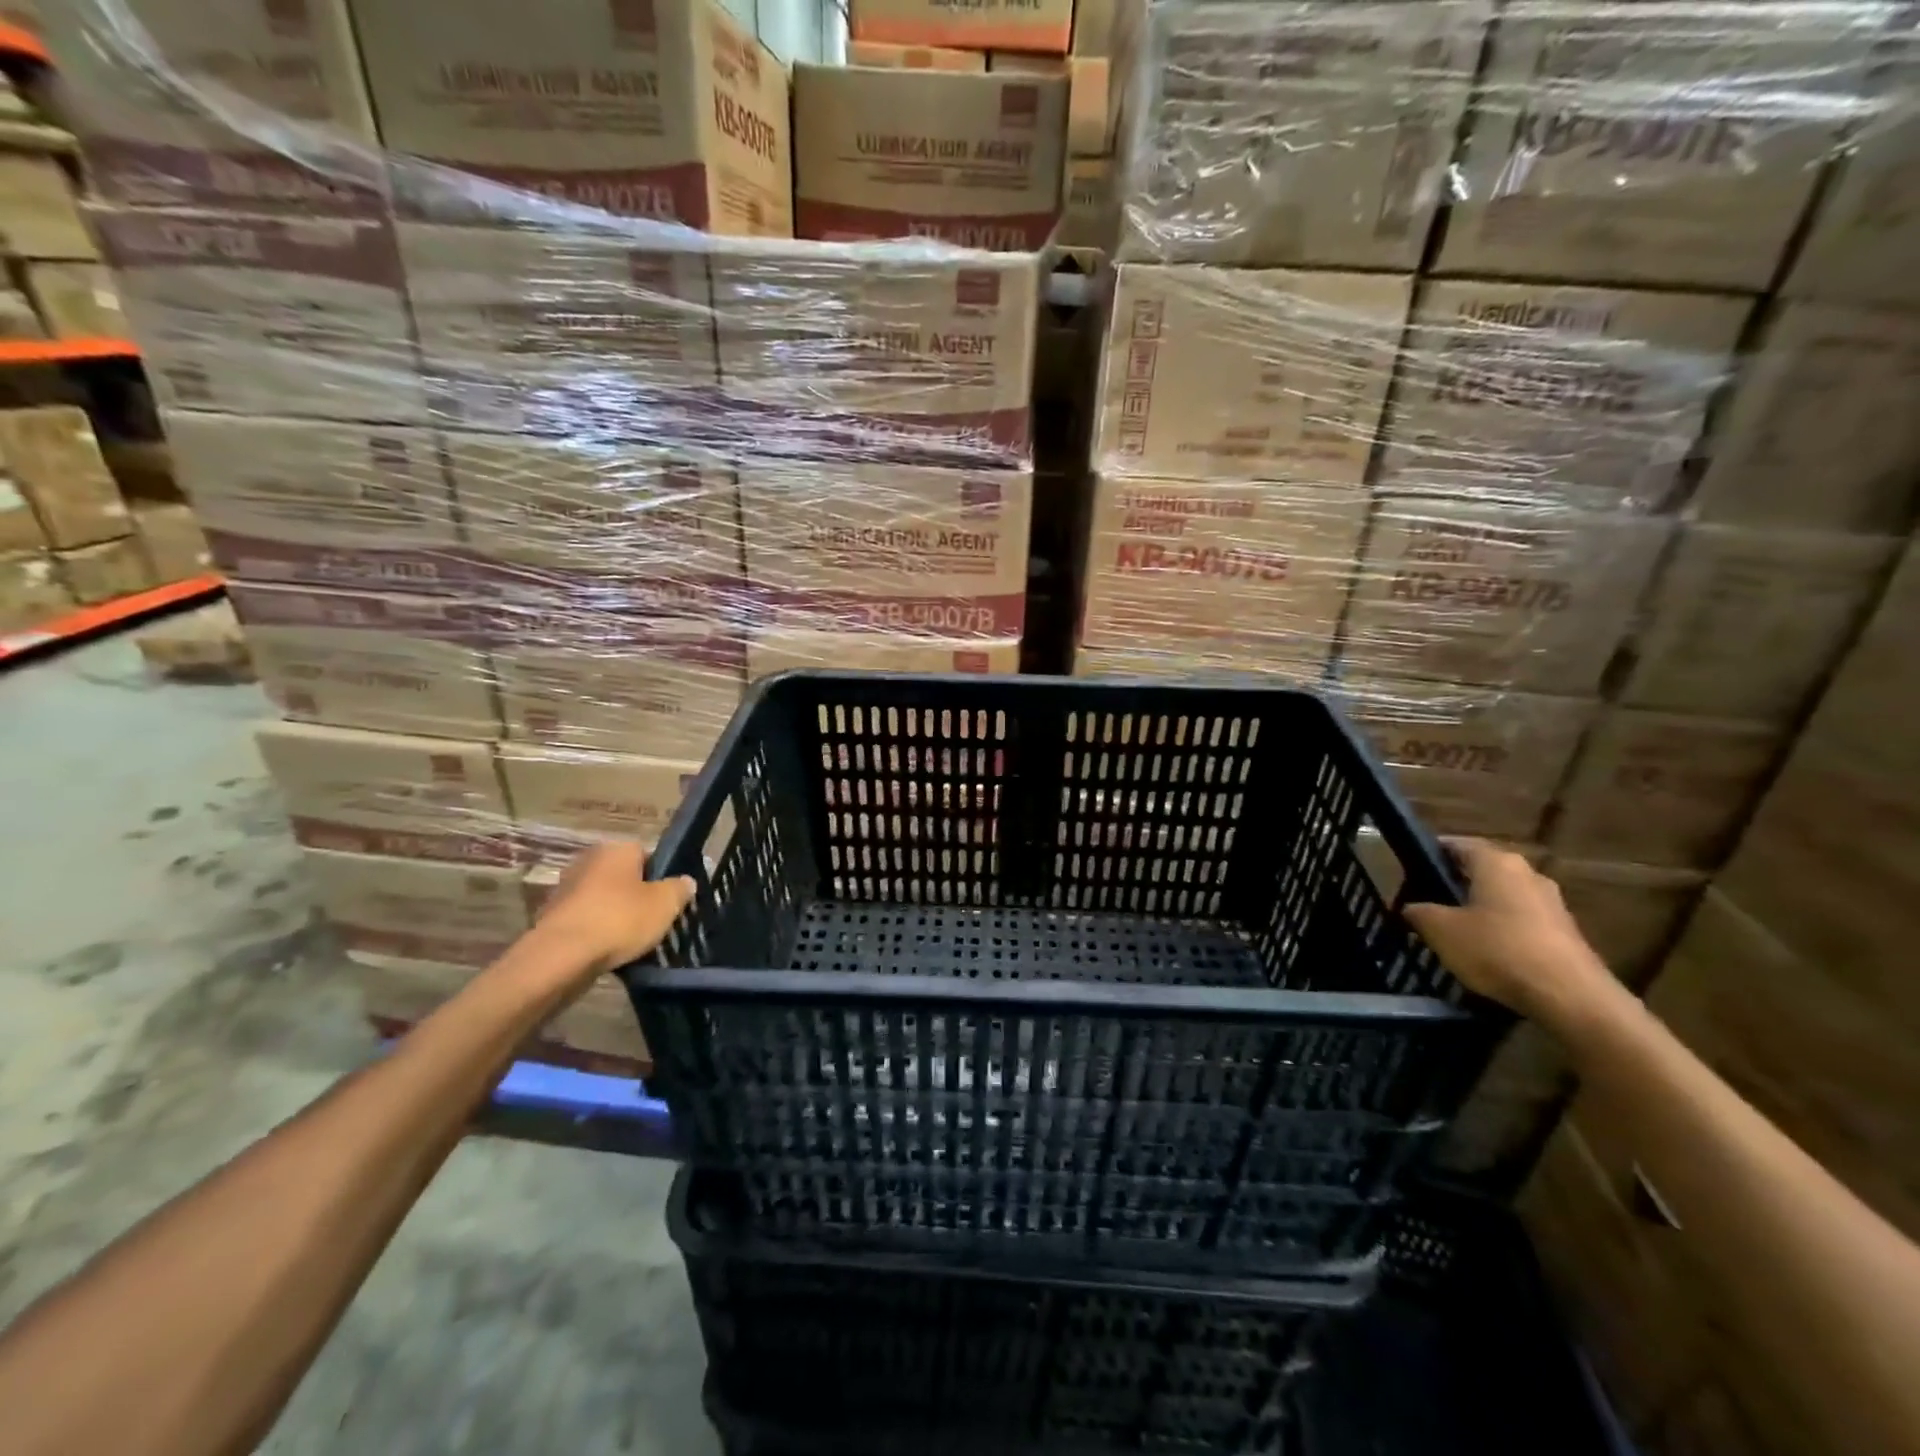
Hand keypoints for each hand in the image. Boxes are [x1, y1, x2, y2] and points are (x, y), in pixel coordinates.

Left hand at [535, 843, 695, 975]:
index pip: (648, 855)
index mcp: (617, 849)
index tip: (669, 902)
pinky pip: (586, 921)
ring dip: (616, 916)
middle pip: (624, 878)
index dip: (662, 878)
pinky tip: (608, 953)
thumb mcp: (665, 904)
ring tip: (633, 942)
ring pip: (604, 901)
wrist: (561, 957)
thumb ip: (680, 889)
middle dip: (638, 897)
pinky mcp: (552, 917)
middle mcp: (588, 861)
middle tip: (654, 922)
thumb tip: (685, 882)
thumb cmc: (620, 920)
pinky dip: (596, 933)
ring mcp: (565, 889)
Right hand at [1403, 838, 1620, 1028]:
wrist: (1571, 997)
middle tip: (1430, 903)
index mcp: (1497, 862)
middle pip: (1483, 871)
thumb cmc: (1497, 949)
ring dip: (1481, 909)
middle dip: (1456, 884)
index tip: (1411, 872)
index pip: (1457, 845)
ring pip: (1504, 897)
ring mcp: (1552, 904)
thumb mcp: (1440, 930)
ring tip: (1456, 931)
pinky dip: (1503, 931)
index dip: (1431, 855)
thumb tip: (1412, 907)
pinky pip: (1523, 922)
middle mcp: (1528, 873)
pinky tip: (1488, 954)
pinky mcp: (1566, 933)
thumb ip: (1419, 912)